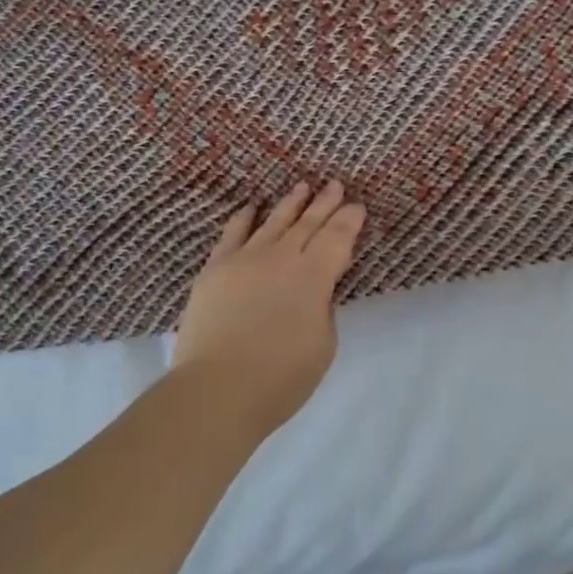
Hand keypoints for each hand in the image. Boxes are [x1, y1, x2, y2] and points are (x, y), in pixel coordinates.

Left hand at [172, 180, 366, 434]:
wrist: (216, 390)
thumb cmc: (280, 378)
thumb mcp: (323, 344)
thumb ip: (323, 308)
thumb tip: (314, 291)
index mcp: (314, 275)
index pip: (338, 237)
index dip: (350, 220)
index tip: (358, 205)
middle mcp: (281, 257)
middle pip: (308, 222)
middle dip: (325, 202)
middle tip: (335, 183)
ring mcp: (245, 259)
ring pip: (273, 221)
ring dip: (291, 203)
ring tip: (302, 186)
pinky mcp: (215, 269)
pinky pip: (232, 234)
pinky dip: (244, 218)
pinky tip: (251, 207)